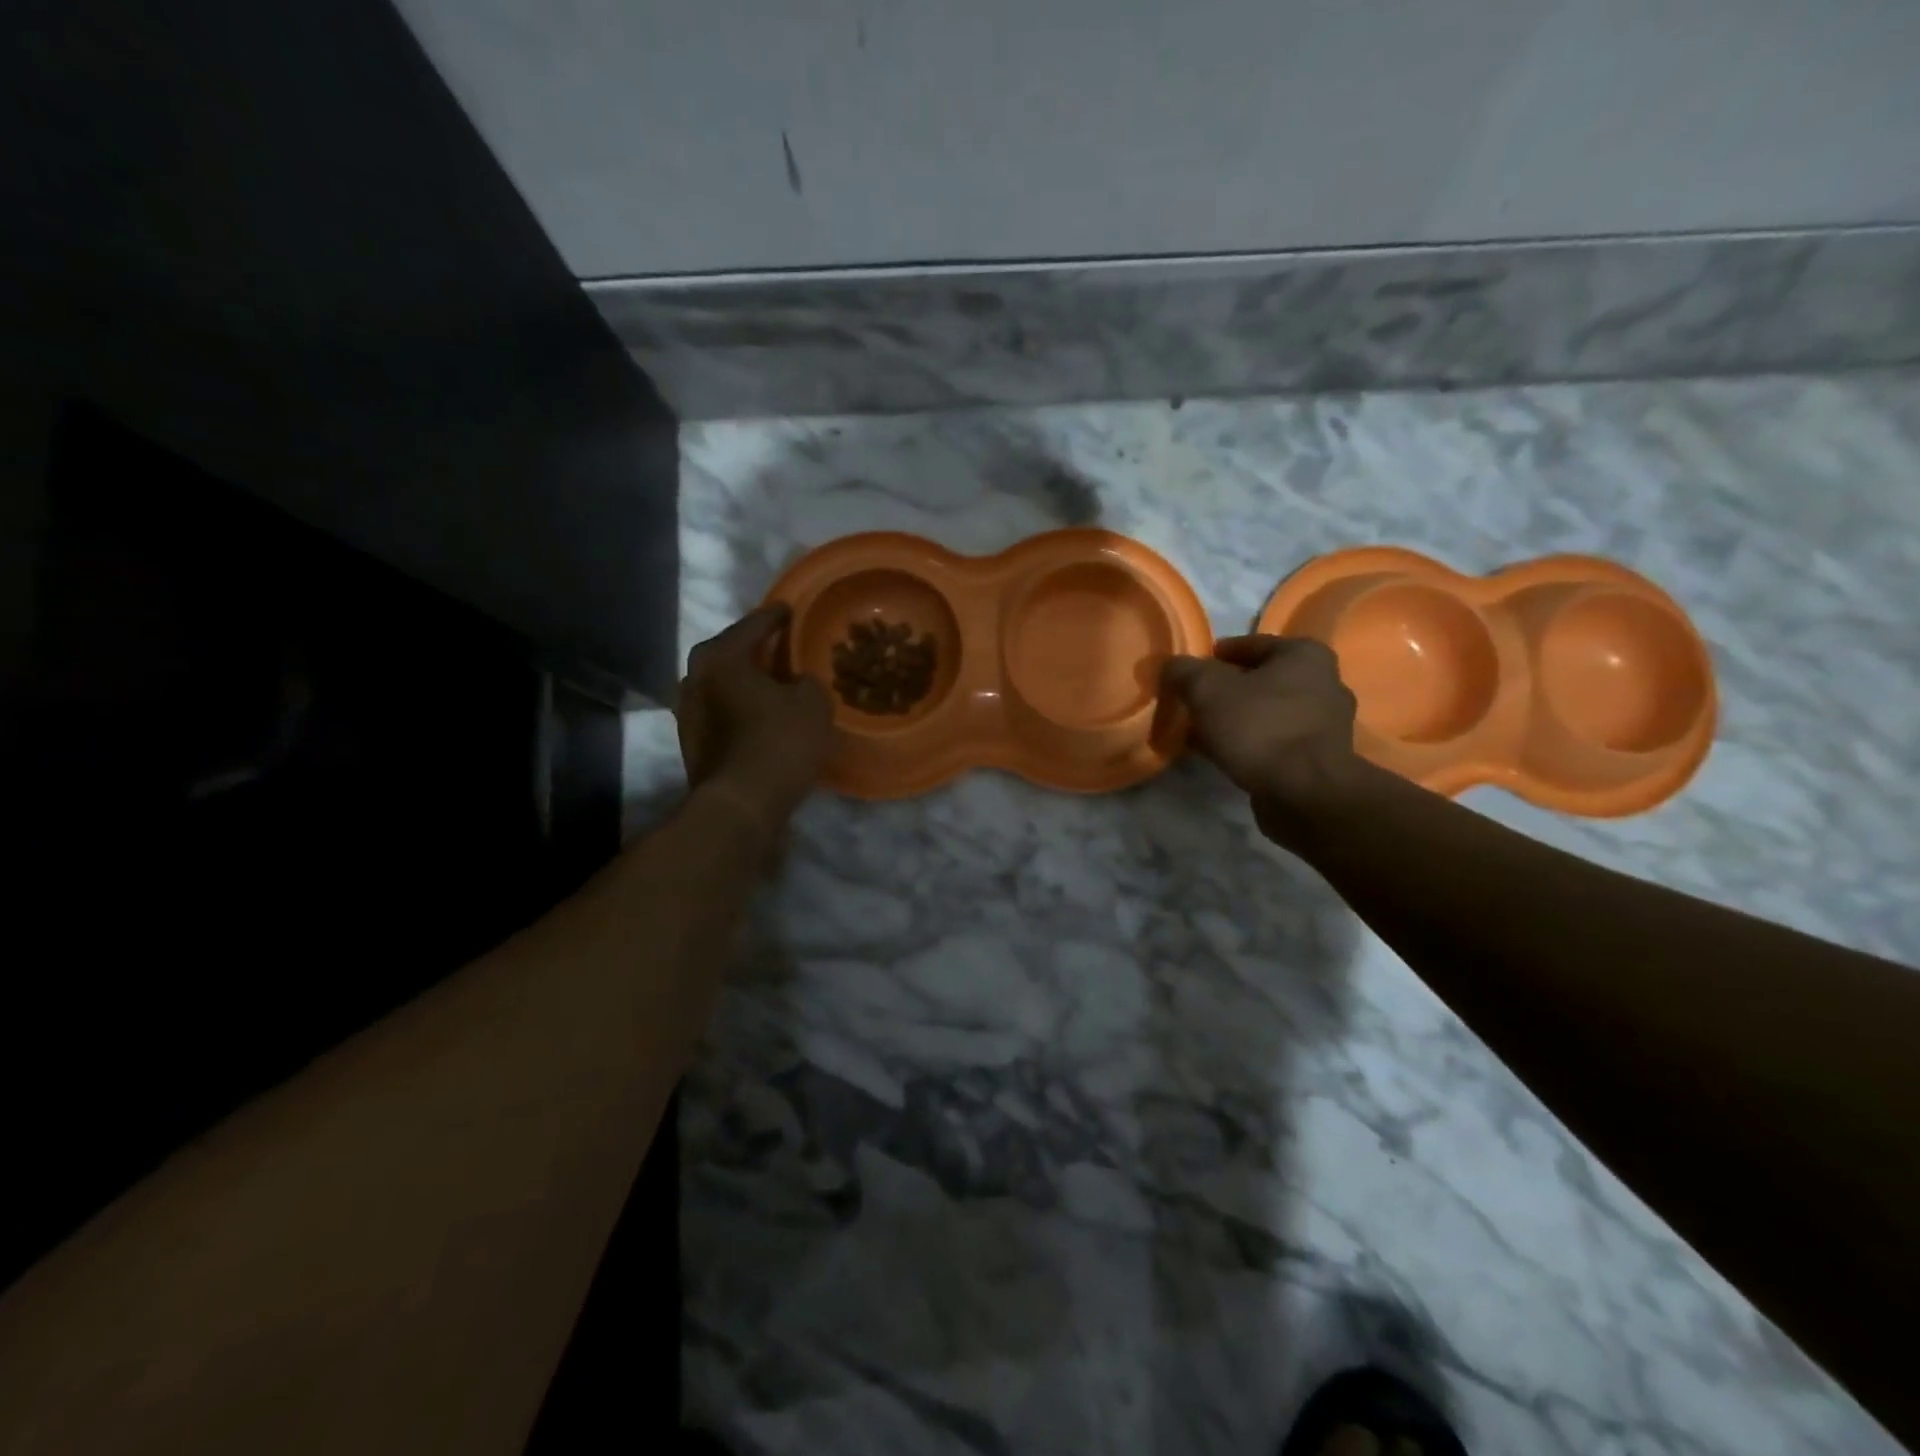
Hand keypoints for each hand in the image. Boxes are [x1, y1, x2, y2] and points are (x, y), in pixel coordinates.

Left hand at [676, 605, 832, 829]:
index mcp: (721, 657)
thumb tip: (797, 682)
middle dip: (753, 648)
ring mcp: (687, 712)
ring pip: (720, 683)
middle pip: (728, 652)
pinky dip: (738, 706)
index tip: (790, 610)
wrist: (741, 805)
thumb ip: (807, 680)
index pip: (753, 625)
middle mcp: (695, 678)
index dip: (776, 616)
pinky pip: (720, 710)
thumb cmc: (778, 744)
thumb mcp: (812, 703)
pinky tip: (759, 714)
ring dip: (743, 680)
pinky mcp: (691, 742)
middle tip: (778, 647)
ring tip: (771, 682)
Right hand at [1161, 635, 1365, 840]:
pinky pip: (1274, 741)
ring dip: (1236, 720)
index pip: (1251, 644)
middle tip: (1193, 702)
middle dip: (1226, 691)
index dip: (1216, 656)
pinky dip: (1249, 744)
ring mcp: (1325, 724)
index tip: (1190, 672)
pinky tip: (1221, 755)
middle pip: (1261, 680)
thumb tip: (1170, 665)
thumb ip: (1184, 671)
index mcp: (1304, 655)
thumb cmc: (1258, 727)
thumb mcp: (1206, 690)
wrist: (1304, 792)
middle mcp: (1324, 683)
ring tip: (1201, 732)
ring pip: (1267, 713)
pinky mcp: (1320, 759)